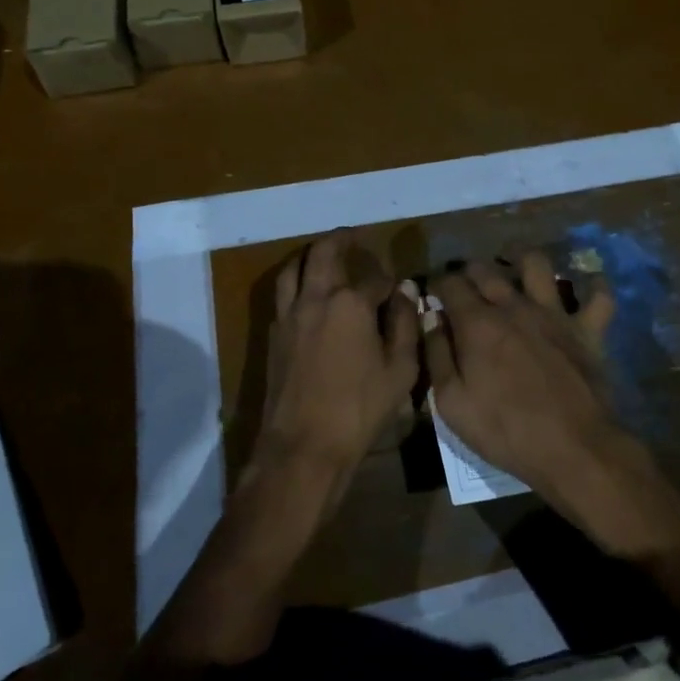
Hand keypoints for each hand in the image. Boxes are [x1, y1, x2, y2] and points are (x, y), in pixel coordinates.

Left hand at [255, 231, 419, 495]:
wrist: (304, 444)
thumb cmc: (360, 408)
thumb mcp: (400, 370)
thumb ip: (404, 325)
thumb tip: (404, 292)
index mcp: (350, 303)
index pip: (376, 280)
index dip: (391, 283)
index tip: (400, 290)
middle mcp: (316, 298)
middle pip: (325, 253)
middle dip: (342, 240)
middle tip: (353, 236)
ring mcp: (289, 315)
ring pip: (294, 267)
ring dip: (310, 255)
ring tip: (324, 254)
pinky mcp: (274, 334)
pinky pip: (283, 293)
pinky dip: (296, 281)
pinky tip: (307, 294)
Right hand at [426, 254, 625, 501]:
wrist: (572, 449)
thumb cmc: (505, 430)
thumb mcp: (451, 402)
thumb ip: (437, 355)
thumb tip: (431, 319)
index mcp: (477, 323)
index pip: (449, 284)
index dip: (437, 284)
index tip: (433, 294)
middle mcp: (514, 306)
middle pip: (486, 269)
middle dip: (469, 270)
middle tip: (465, 284)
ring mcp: (555, 314)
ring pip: (538, 264)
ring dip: (522, 257)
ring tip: (514, 263)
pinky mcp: (588, 329)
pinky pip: (599, 296)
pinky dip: (594, 286)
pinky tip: (585, 285)